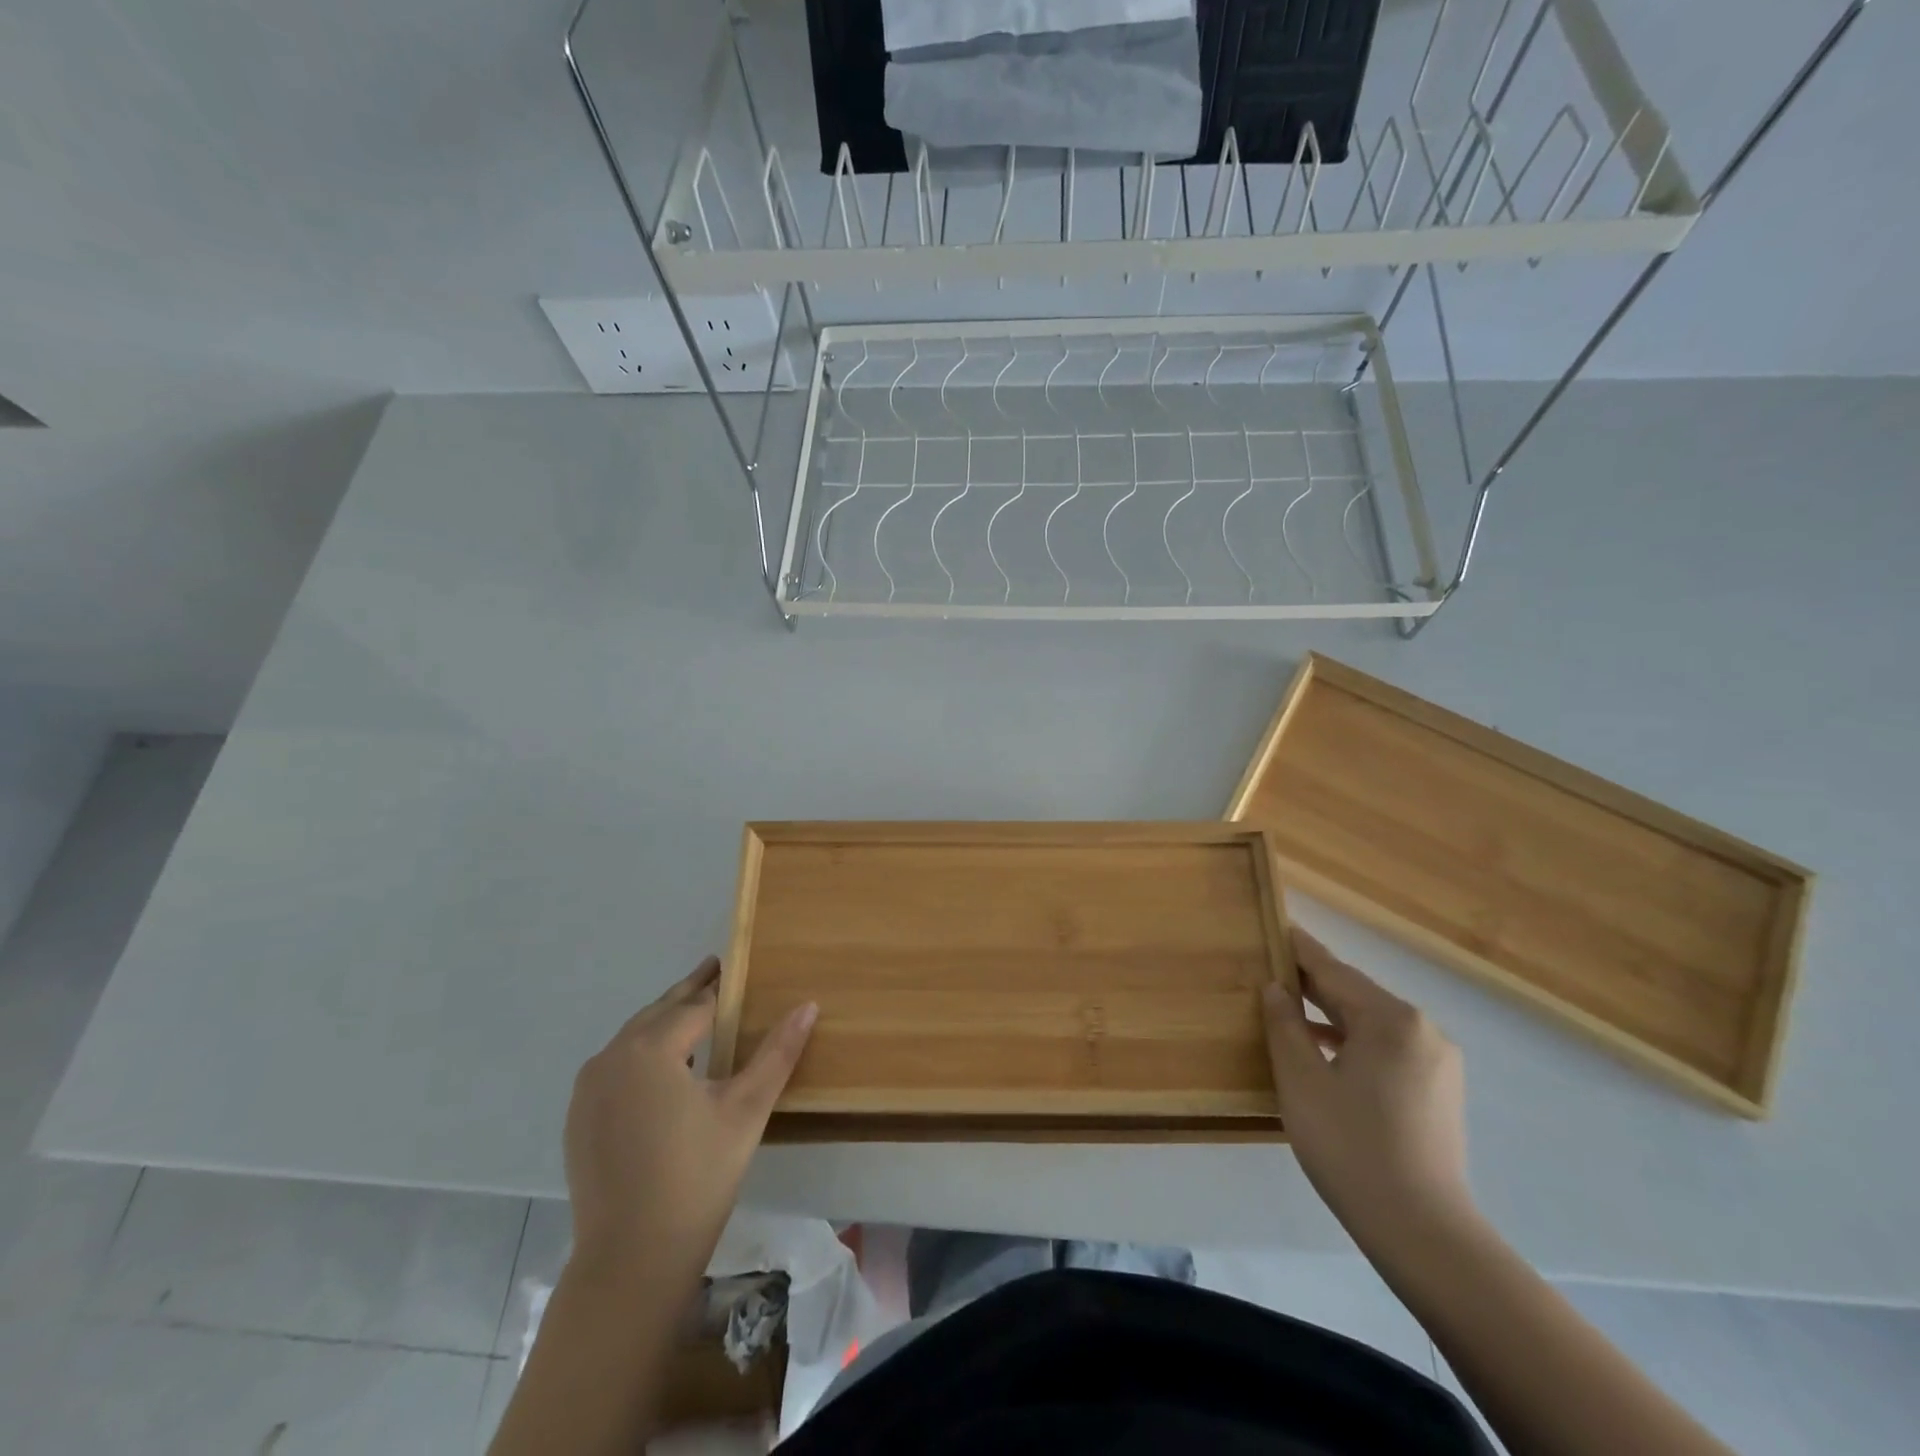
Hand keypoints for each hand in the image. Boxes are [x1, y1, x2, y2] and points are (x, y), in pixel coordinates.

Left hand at [563, 956, 815, 1279]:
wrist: (631, 1261)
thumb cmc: (697, 1178)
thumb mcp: (746, 1109)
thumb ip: (777, 1052)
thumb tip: (808, 1005)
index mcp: (649, 1049)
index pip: (695, 1006)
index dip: (720, 988)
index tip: (735, 967)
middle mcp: (611, 1058)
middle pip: (659, 1013)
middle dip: (689, 992)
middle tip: (714, 969)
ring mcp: (588, 1090)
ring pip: (633, 1038)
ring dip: (664, 1021)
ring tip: (695, 1013)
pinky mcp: (579, 1118)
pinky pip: (616, 1067)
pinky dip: (642, 1053)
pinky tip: (663, 1067)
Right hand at [1262, 932, 1472, 1249]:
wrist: (1423, 1232)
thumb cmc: (1351, 1147)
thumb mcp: (1301, 1080)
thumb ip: (1285, 1024)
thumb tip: (1277, 988)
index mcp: (1392, 1020)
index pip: (1334, 972)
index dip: (1300, 949)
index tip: (1277, 926)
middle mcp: (1422, 1030)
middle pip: (1356, 995)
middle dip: (1313, 984)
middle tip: (1272, 968)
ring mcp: (1436, 1062)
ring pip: (1371, 1024)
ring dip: (1331, 1016)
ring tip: (1289, 1010)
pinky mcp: (1438, 1091)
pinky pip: (1387, 1049)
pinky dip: (1352, 1043)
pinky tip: (1324, 1053)